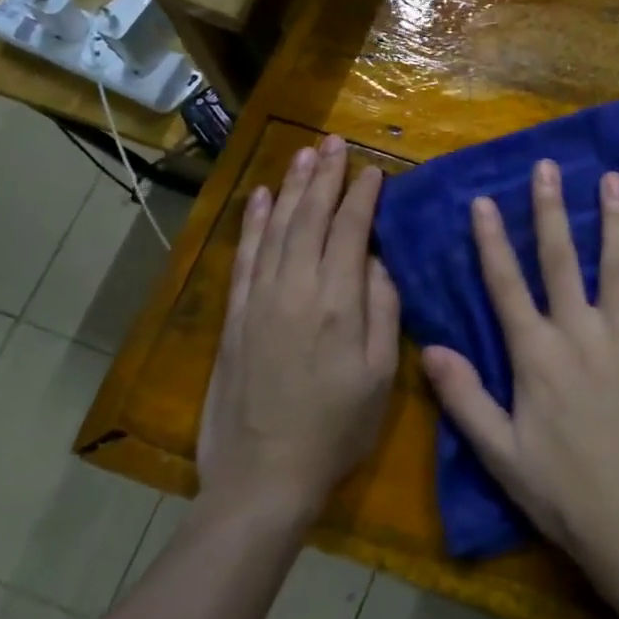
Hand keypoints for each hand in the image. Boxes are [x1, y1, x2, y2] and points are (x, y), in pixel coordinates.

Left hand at [200, 136, 399, 521]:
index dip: (362, 197)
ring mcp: (259, 300)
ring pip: (277, 229)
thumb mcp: (381, 377)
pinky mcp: (234, 316)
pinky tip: (261, 199)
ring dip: (291, 188)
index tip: (373, 170)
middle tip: (334, 142)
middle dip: (325, 177)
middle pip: (310, 218)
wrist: (263, 476)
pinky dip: (253, 224)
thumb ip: (383, 312)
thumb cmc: (336, 430)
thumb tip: (378, 263)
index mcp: (338, 303)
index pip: (350, 232)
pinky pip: (245, 257)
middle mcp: (296, 289)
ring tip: (304, 155)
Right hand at [422, 159, 618, 594]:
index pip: (506, 286)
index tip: (482, 200)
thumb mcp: (500, 454)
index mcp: (535, 357)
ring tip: (613, 178)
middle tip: (548, 167)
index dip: (492, 242)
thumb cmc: (562, 493)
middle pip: (561, 261)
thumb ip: (464, 398)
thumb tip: (428, 347)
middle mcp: (578, 335)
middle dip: (550, 211)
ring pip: (617, 268)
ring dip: (614, 220)